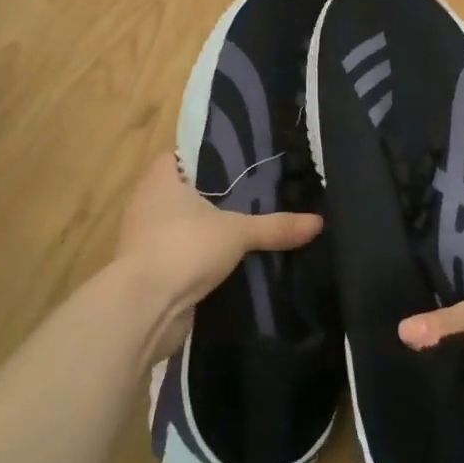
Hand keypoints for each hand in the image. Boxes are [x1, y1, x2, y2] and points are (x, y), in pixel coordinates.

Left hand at [111, 152, 321, 362]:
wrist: (144, 307)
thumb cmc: (184, 247)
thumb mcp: (238, 232)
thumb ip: (276, 226)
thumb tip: (319, 222)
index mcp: (160, 179)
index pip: (180, 155)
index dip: (206, 157)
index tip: (237, 163)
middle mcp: (146, 203)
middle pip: (182, 191)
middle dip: (211, 196)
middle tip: (252, 195)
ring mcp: (143, 238)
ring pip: (181, 225)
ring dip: (204, 230)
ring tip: (246, 228)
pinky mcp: (148, 270)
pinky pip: (179, 255)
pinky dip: (198, 258)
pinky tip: (229, 262)